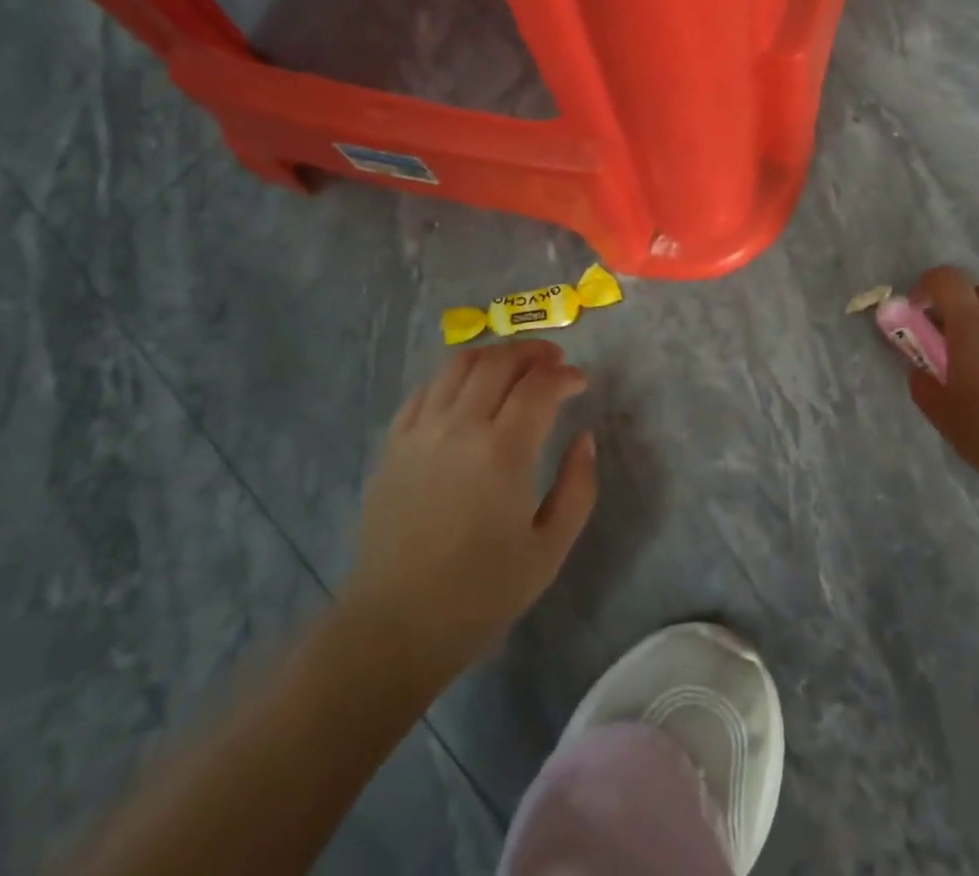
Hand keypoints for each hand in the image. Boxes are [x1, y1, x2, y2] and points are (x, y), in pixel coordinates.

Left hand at [339, 340, 596, 681]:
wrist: (397, 625)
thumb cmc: (481, 594)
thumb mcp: (550, 550)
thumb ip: (578, 487)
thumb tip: (584, 437)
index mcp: (502, 453)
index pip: (539, 386)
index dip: (565, 376)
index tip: (580, 383)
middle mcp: (459, 427)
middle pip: (498, 361)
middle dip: (533, 352)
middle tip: (554, 361)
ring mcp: (421, 431)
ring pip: (459, 365)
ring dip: (494, 356)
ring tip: (514, 367)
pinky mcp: (394, 442)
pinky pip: (426, 388)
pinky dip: (454, 377)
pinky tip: (468, 392)